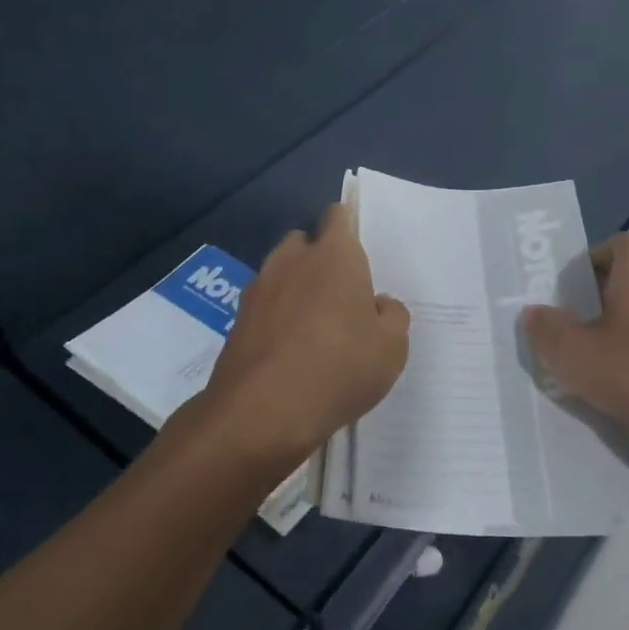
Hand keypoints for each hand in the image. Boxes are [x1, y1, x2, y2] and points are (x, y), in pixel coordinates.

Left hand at [201, 203, 409, 479]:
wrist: (262, 413)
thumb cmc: (340, 368)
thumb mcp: (392, 347)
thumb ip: (392, 315)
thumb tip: (377, 304)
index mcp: (334, 255)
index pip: (338, 216)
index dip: (348, 227)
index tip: (359, 251)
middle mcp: (291, 261)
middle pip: (304, 243)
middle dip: (319, 260)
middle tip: (341, 296)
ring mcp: (258, 290)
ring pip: (280, 275)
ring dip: (295, 291)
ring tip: (315, 330)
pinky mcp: (237, 322)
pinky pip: (264, 309)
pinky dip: (276, 321)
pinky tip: (290, 354)